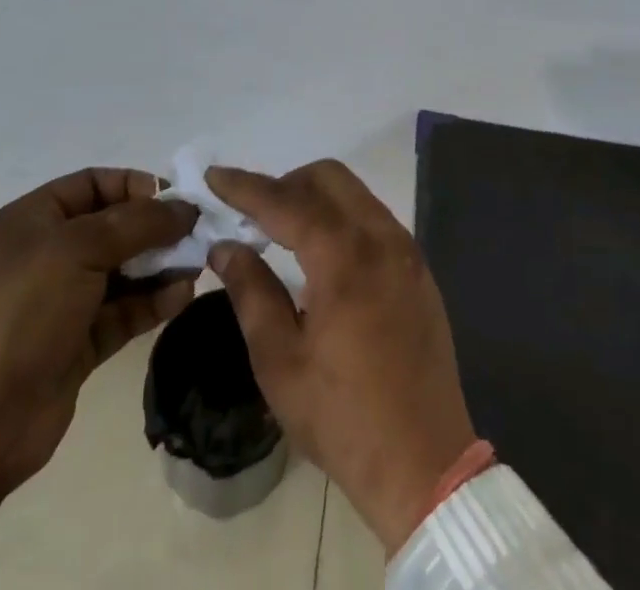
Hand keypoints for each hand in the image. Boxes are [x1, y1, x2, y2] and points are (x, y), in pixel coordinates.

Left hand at [0, 168, 197, 528]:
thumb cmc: (25, 309)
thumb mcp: (80, 248)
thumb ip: (139, 223)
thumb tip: (186, 208)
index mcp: (36, 218)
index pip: (95, 183)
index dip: (135, 185)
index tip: (175, 199)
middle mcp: (50, 253)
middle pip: (114, 227)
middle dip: (156, 228)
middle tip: (196, 233)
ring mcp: (64, 300)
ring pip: (124, 270)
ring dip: (160, 266)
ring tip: (195, 265)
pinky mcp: (79, 342)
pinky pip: (124, 310)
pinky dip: (153, 302)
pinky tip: (181, 297)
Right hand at [205, 161, 475, 552]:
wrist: (426, 464)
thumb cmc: (343, 418)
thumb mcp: (280, 362)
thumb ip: (250, 291)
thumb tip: (224, 246)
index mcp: (344, 259)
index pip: (286, 202)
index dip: (246, 187)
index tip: (213, 176)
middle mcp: (380, 238)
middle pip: (328, 177)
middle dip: (285, 183)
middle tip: (252, 214)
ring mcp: (406, 250)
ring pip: (354, 193)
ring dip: (314, 197)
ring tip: (282, 231)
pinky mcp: (418, 268)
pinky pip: (374, 217)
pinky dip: (341, 216)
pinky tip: (322, 253)